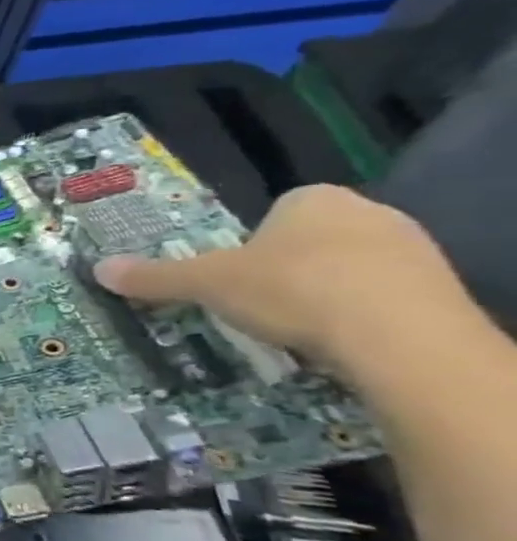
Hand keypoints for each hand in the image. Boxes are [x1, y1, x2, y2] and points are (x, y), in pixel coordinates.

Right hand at [92, 183, 470, 375]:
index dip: (251, 245)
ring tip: (298, 329)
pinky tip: (342, 341)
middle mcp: (368, 212)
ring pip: (349, 269)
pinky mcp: (441, 289)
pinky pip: (385, 297)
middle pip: (310, 240)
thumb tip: (99, 269)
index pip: (274, 213)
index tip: (237, 277)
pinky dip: (360, 316)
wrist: (401, 337)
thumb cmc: (293, 290)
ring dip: (324, 294)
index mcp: (312, 199)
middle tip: (260, 304)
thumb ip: (157, 277)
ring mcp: (413, 249)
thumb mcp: (208, 284)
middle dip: (287, 269)